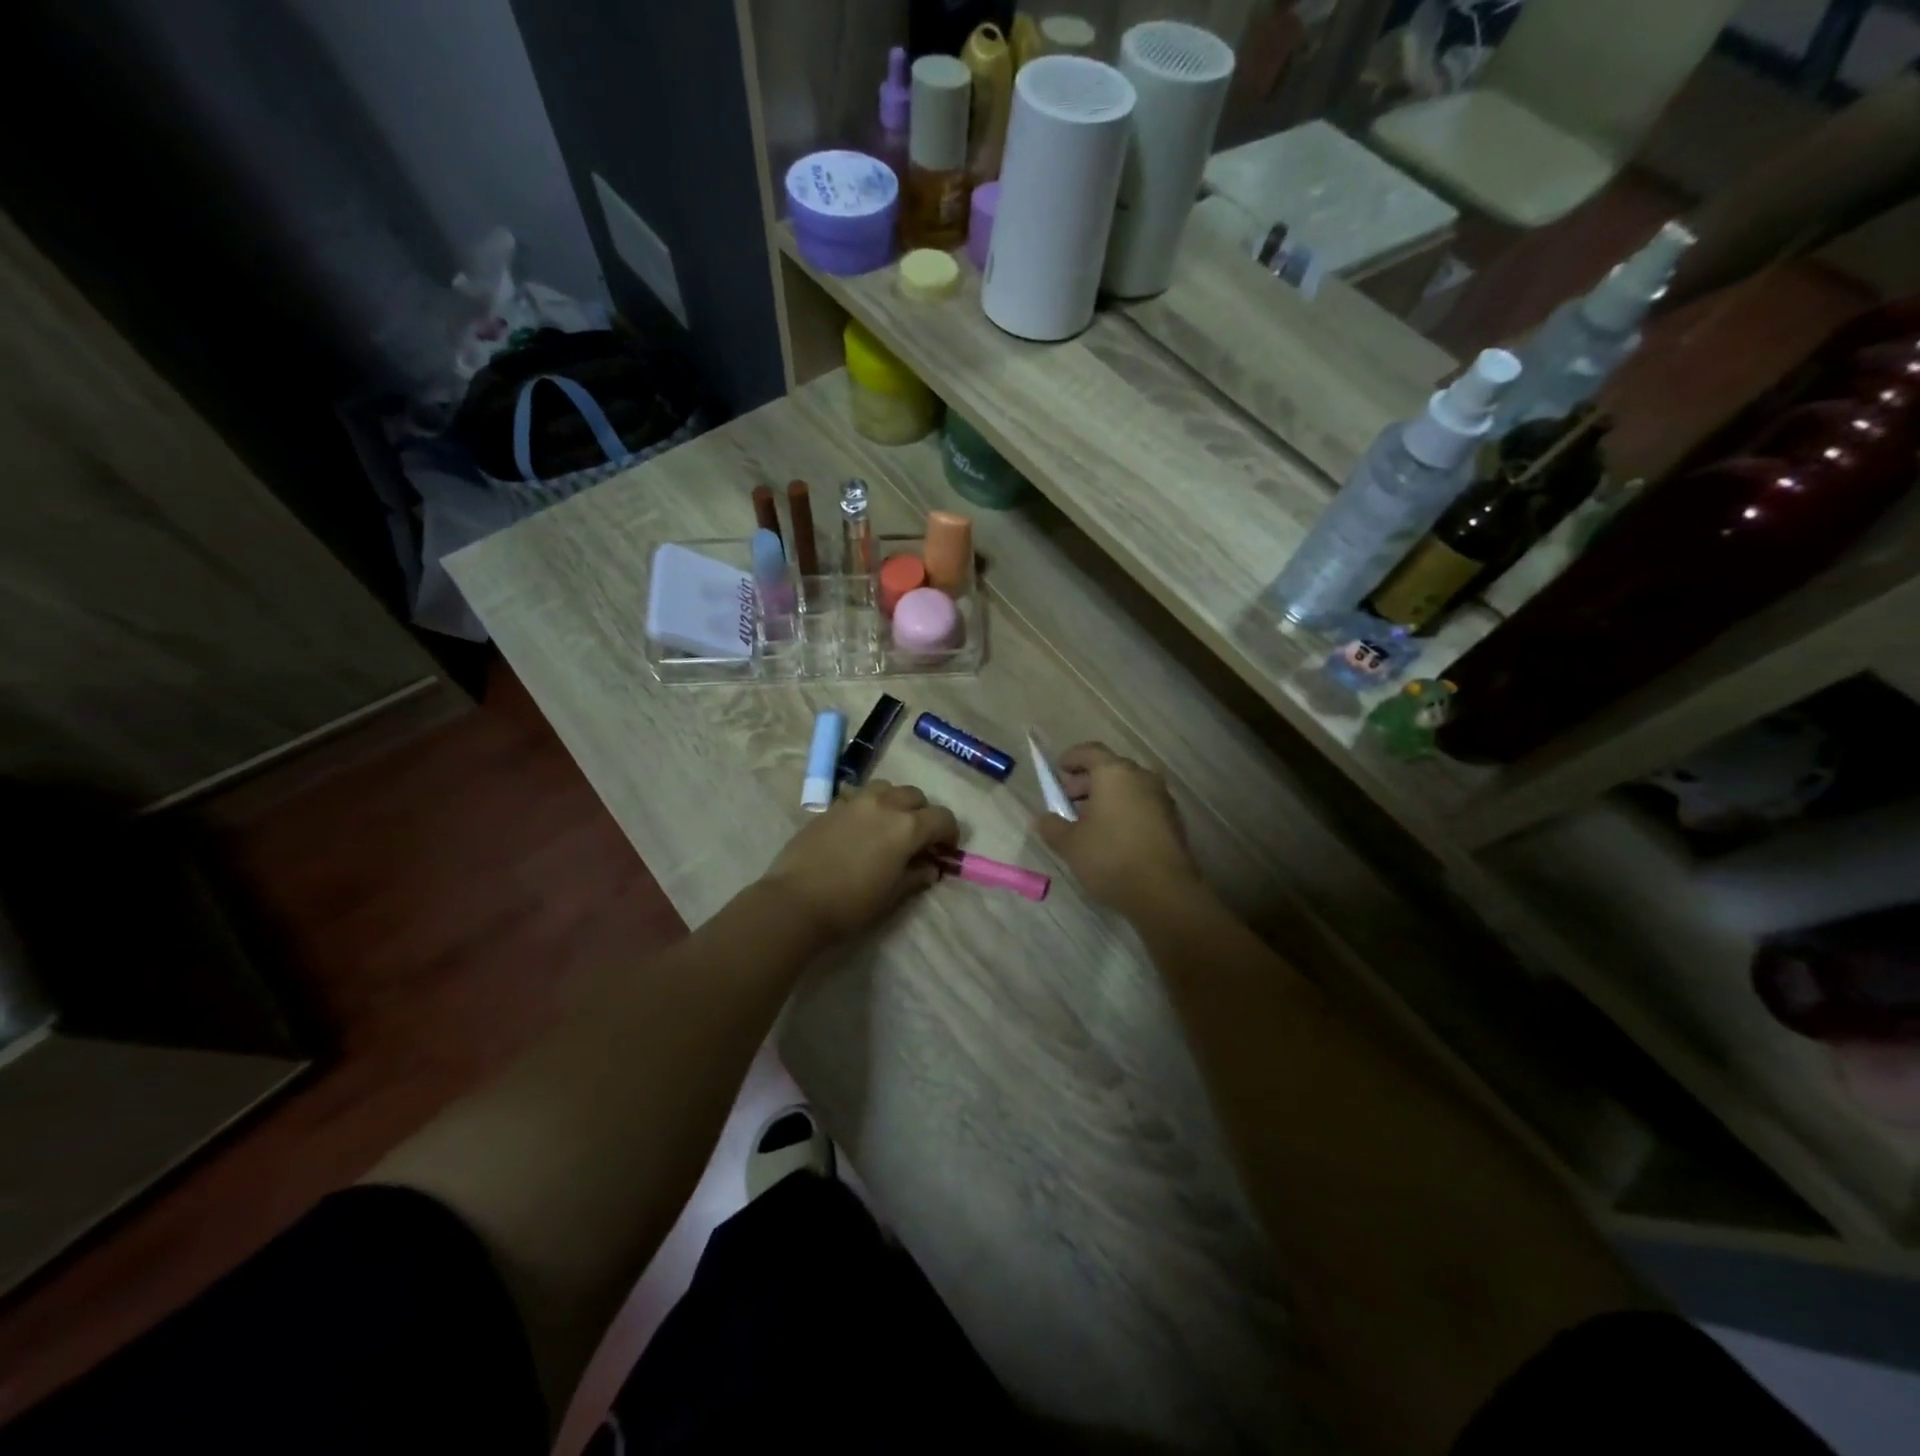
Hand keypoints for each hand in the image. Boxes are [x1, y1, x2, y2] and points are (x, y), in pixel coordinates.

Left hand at [761, 780, 958, 945]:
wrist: (796, 901)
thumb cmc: (852, 903)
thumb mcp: (893, 895)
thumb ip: (916, 875)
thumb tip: (930, 867)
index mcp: (907, 826)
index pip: (942, 818)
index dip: (950, 834)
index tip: (945, 851)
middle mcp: (885, 804)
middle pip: (915, 797)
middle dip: (924, 815)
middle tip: (918, 840)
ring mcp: (855, 801)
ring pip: (887, 788)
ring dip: (896, 803)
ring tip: (890, 827)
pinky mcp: (832, 806)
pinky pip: (860, 797)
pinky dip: (870, 807)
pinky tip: (861, 829)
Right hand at [1033, 743, 1198, 910]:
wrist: (1164, 891)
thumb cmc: (1110, 857)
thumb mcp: (1070, 844)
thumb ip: (1052, 827)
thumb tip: (1044, 819)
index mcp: (1114, 773)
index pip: (1090, 751)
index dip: (1071, 758)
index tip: (1058, 771)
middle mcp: (1141, 777)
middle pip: (1110, 769)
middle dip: (1086, 782)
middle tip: (1068, 801)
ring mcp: (1161, 799)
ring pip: (1127, 788)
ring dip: (1105, 799)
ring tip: (1087, 824)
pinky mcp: (1172, 821)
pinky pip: (1141, 806)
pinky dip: (1123, 812)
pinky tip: (1111, 837)